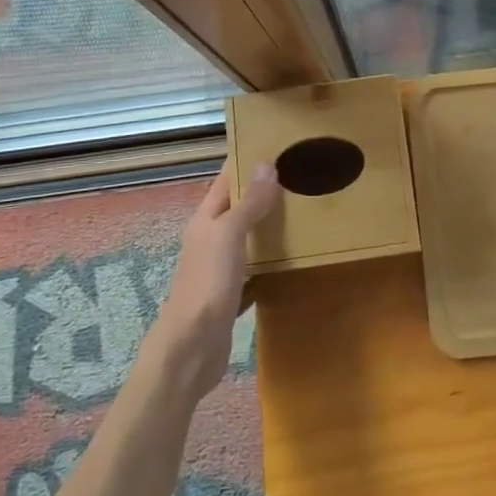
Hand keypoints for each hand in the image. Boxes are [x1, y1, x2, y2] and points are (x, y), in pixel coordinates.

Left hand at [146, 163, 279, 402]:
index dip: (247, 162)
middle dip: (264, 193)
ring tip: (305, 212)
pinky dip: (271, 262)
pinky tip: (293, 260)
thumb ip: (248, 203)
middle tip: (302, 177)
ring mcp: (220, 269)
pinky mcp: (231, 296)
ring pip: (247, 238)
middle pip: (238, 208)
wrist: (190, 350)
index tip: (278, 146)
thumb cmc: (207, 284)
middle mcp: (211, 239)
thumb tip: (267, 164)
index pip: (227, 180)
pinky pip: (254, 271)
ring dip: (269, 226)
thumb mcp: (229, 236)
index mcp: (206, 220)